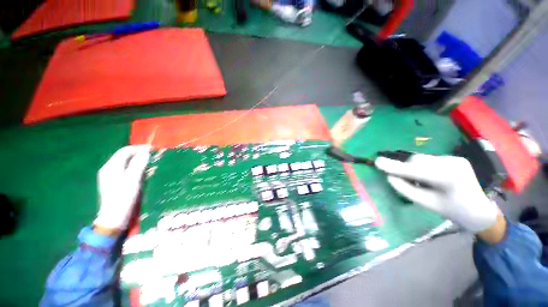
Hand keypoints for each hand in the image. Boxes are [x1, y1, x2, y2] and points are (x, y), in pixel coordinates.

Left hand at [94, 145, 150, 230]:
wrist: (114, 217)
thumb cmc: (124, 198)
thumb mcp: (133, 180)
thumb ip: (139, 164)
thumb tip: (146, 152)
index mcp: (111, 167)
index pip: (125, 151)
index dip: (139, 148)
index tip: (153, 149)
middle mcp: (108, 169)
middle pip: (124, 156)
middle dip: (139, 154)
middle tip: (153, 156)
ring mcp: (110, 176)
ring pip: (125, 163)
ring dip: (138, 161)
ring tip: (150, 164)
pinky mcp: (113, 182)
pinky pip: (125, 170)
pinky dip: (135, 168)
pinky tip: (142, 173)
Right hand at [375, 154, 499, 232]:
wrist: (480, 211)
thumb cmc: (454, 211)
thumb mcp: (427, 204)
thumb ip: (406, 189)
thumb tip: (390, 177)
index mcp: (448, 178)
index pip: (414, 170)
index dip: (394, 166)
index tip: (377, 162)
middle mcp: (452, 163)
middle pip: (417, 160)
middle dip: (408, 169)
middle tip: (409, 182)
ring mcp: (455, 158)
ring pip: (422, 159)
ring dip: (416, 168)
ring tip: (424, 182)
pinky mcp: (455, 158)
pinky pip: (430, 160)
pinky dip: (424, 167)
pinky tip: (433, 178)